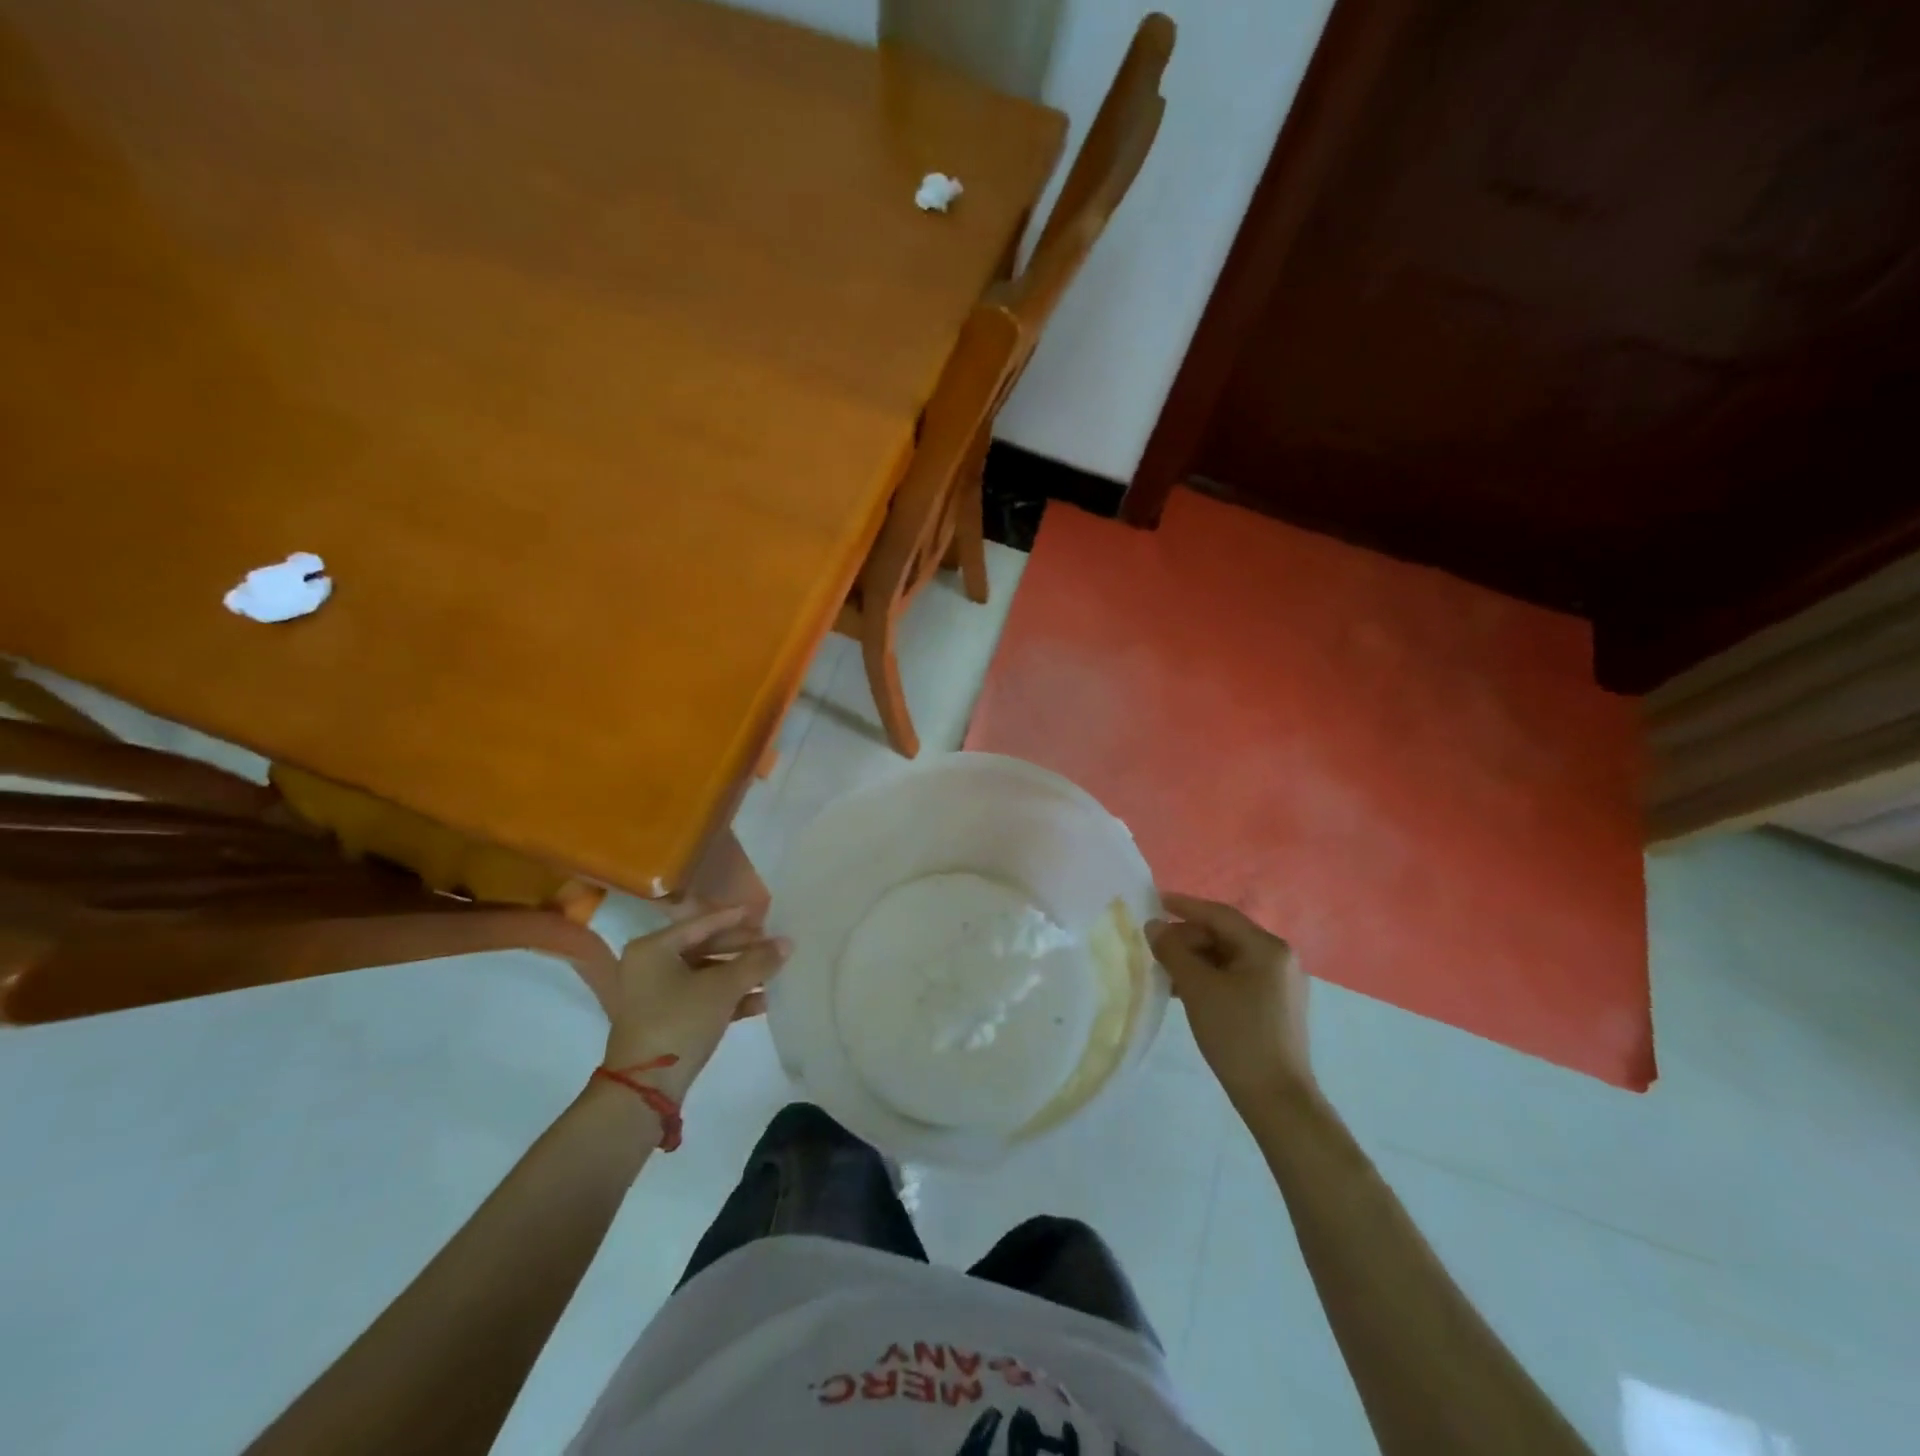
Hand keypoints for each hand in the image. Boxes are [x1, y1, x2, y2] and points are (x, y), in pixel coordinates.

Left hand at [602, 906, 788, 1101]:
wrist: (645, 1088)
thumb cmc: (680, 1021)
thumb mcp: (723, 988)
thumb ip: (756, 961)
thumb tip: (787, 943)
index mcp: (653, 948)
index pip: (702, 923)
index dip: (736, 919)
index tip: (766, 914)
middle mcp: (650, 966)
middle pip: (705, 948)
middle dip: (742, 950)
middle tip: (773, 946)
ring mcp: (656, 995)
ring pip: (706, 975)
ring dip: (740, 975)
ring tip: (774, 974)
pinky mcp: (666, 1020)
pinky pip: (703, 998)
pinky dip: (729, 998)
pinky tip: (762, 1002)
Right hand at [1148, 892, 1312, 1104]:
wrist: (1276, 1099)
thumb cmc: (1237, 1035)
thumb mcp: (1197, 988)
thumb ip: (1172, 950)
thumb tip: (1154, 925)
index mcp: (1267, 948)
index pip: (1219, 914)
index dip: (1184, 906)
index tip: (1154, 901)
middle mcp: (1279, 958)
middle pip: (1225, 935)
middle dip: (1188, 937)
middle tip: (1155, 946)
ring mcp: (1280, 984)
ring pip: (1229, 958)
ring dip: (1196, 960)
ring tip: (1164, 970)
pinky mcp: (1276, 1006)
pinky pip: (1236, 978)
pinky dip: (1210, 978)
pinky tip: (1186, 991)